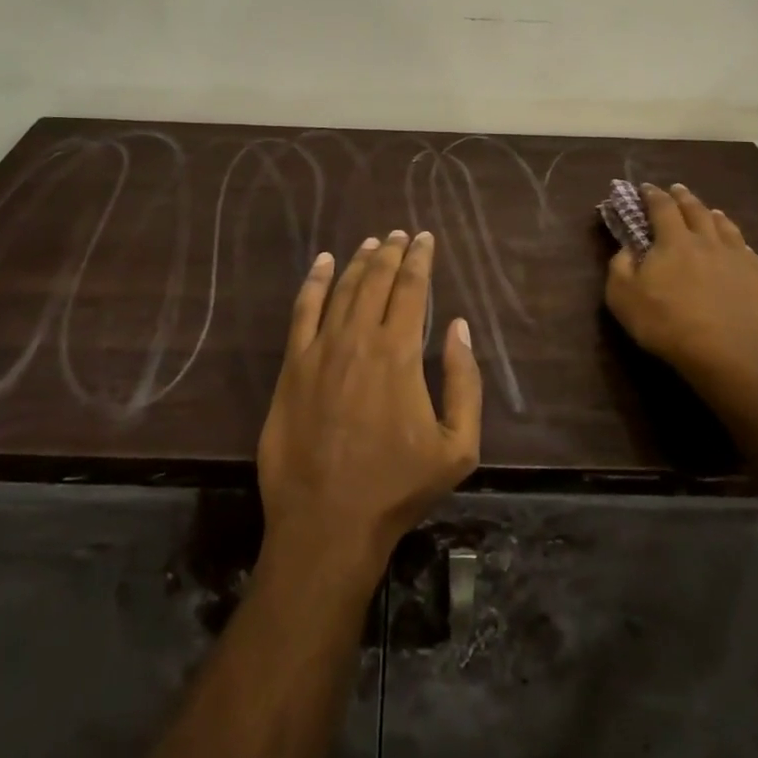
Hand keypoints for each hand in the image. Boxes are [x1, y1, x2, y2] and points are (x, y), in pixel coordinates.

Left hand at [257, 232, 482, 581]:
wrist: (328, 523)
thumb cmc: (397, 487)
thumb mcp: (458, 446)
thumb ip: (465, 381)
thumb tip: (458, 326)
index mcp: (399, 353)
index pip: (411, 288)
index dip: (419, 259)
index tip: (425, 238)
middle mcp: (358, 338)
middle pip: (376, 280)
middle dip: (391, 252)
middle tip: (400, 234)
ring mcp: (320, 350)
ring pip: (342, 289)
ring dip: (358, 261)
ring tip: (371, 243)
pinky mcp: (292, 366)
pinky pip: (303, 311)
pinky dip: (313, 282)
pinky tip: (322, 263)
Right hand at [605, 183, 757, 390]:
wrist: (727, 356)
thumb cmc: (667, 325)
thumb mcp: (623, 298)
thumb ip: (620, 267)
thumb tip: (627, 249)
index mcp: (674, 240)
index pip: (662, 207)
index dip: (652, 195)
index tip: (646, 188)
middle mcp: (707, 240)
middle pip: (695, 210)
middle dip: (683, 197)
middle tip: (677, 189)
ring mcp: (737, 258)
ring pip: (725, 226)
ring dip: (713, 215)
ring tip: (709, 211)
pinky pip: (748, 251)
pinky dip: (737, 242)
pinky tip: (738, 246)